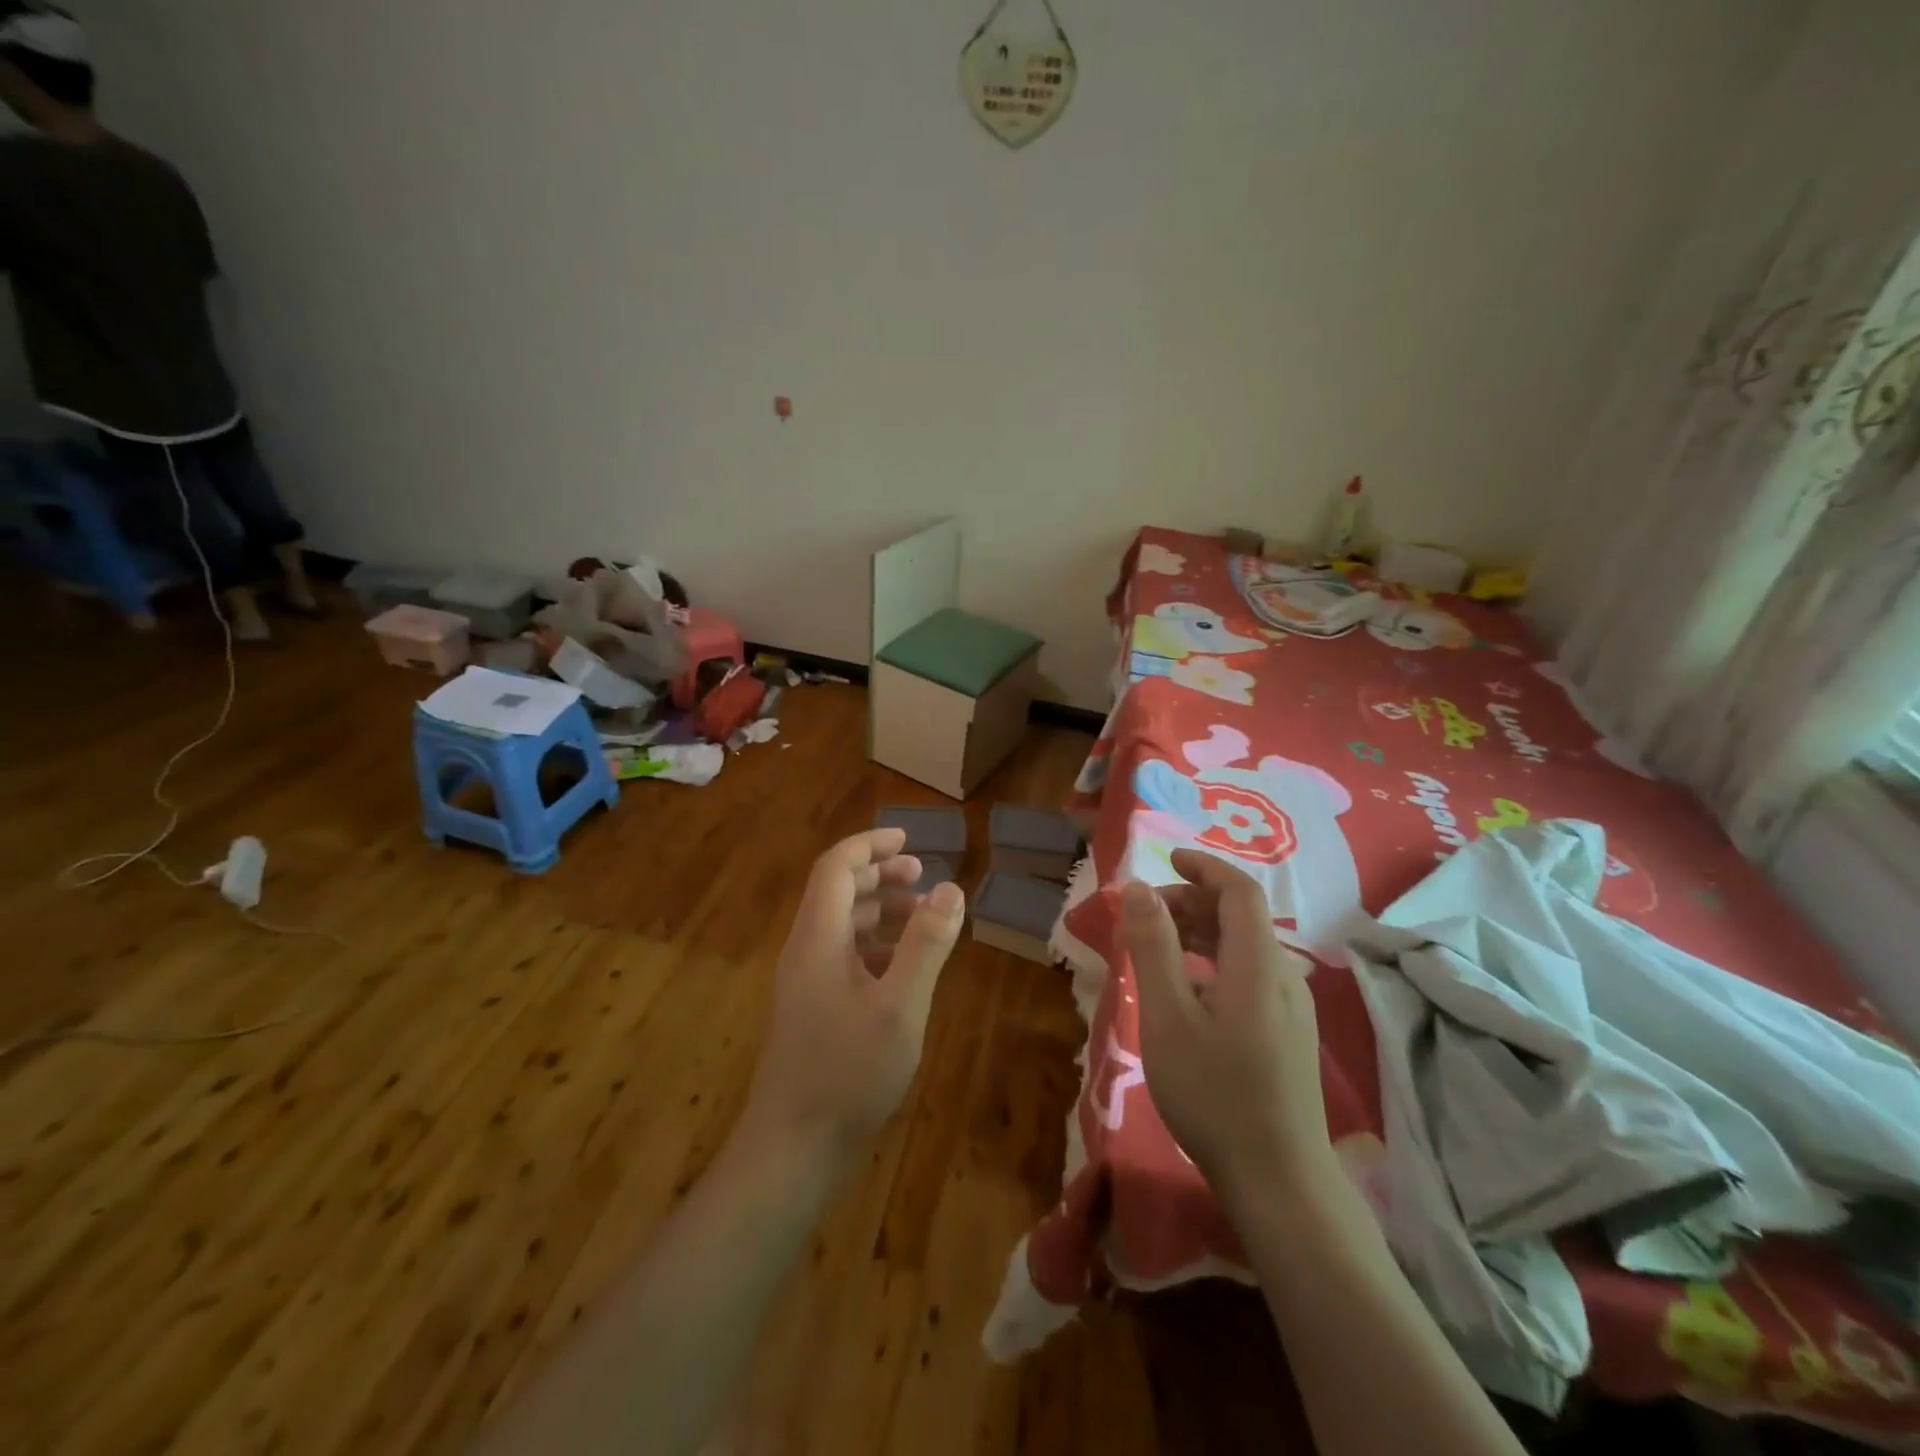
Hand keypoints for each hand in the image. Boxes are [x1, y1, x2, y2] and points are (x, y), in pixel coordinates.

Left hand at [744, 828, 965, 1161]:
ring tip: (923, 916)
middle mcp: (805, 951)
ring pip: (842, 926)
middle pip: (837, 892)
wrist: (792, 1151)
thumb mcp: (899, 1006)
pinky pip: (844, 958)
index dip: (870, 845)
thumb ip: (926, 944)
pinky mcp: (813, 1011)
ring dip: (880, 911)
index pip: (836, 868)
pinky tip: (906, 966)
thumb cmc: (848, 1073)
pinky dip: (876, 946)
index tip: (909, 839)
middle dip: (880, 875)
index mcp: (818, 939)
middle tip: (922, 876)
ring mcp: (806, 983)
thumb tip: (951, 888)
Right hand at [1121, 849, 1330, 1203]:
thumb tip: (1137, 887)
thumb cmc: (1214, 1092)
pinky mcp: (1289, 1035)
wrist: (1280, 1181)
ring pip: (1244, 948)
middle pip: (1241, 917)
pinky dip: (1213, 963)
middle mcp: (1284, 975)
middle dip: (1192, 901)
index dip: (1204, 867)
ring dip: (1200, 933)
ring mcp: (1292, 1008)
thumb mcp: (1168, 1014)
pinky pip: (1249, 975)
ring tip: (1156, 948)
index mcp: (1258, 962)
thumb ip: (1153, 945)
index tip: (1167, 859)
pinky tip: (1187, 992)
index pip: (1239, 891)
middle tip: (1144, 914)